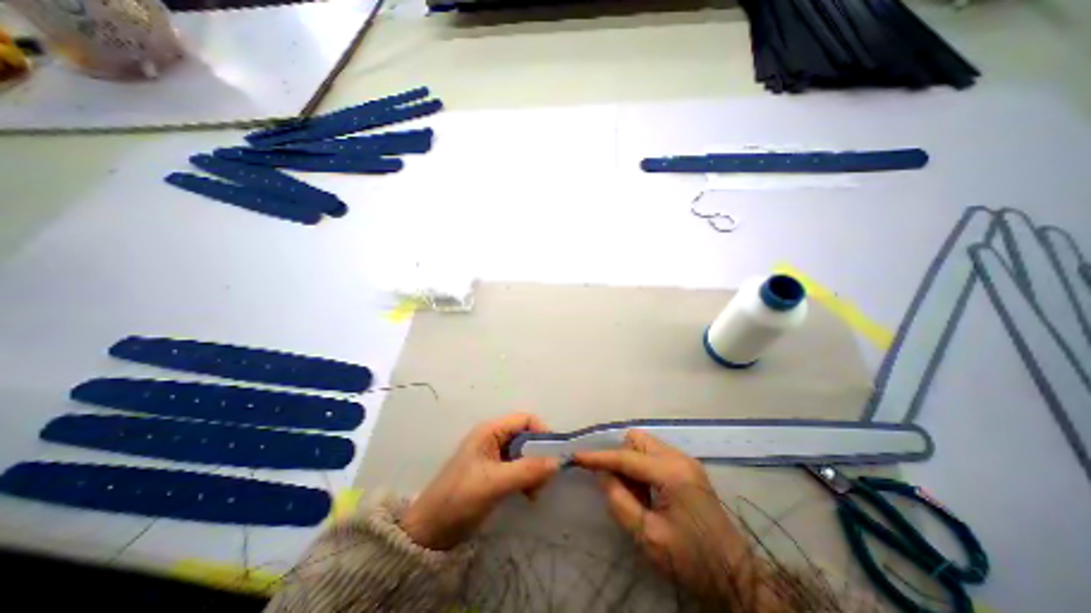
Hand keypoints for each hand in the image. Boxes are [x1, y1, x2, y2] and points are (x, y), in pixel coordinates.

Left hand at [397, 412, 557, 549]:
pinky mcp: (494, 471)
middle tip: (545, 478)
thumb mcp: (495, 483)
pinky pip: (518, 466)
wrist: (429, 531)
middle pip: (526, 435)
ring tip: (535, 492)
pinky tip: (528, 495)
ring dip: (534, 468)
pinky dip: (527, 477)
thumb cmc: (460, 499)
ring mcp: (493, 455)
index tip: (555, 454)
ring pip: (524, 452)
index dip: (542, 432)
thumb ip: (527, 471)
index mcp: (490, 431)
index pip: (525, 419)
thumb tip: (557, 462)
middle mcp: (493, 437)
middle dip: (539, 454)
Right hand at [572, 435, 760, 605]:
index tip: (577, 456)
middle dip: (621, 457)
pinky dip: (645, 467)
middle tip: (621, 488)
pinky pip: (656, 455)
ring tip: (638, 495)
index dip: (599, 457)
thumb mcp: (649, 537)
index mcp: (671, 473)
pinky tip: (650, 493)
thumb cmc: (691, 560)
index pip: (626, 457)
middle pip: (637, 440)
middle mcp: (679, 458)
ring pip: (645, 445)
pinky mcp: (689, 468)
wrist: (737, 576)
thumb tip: (603, 475)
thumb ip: (620, 502)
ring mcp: (686, 460)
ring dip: (633, 463)